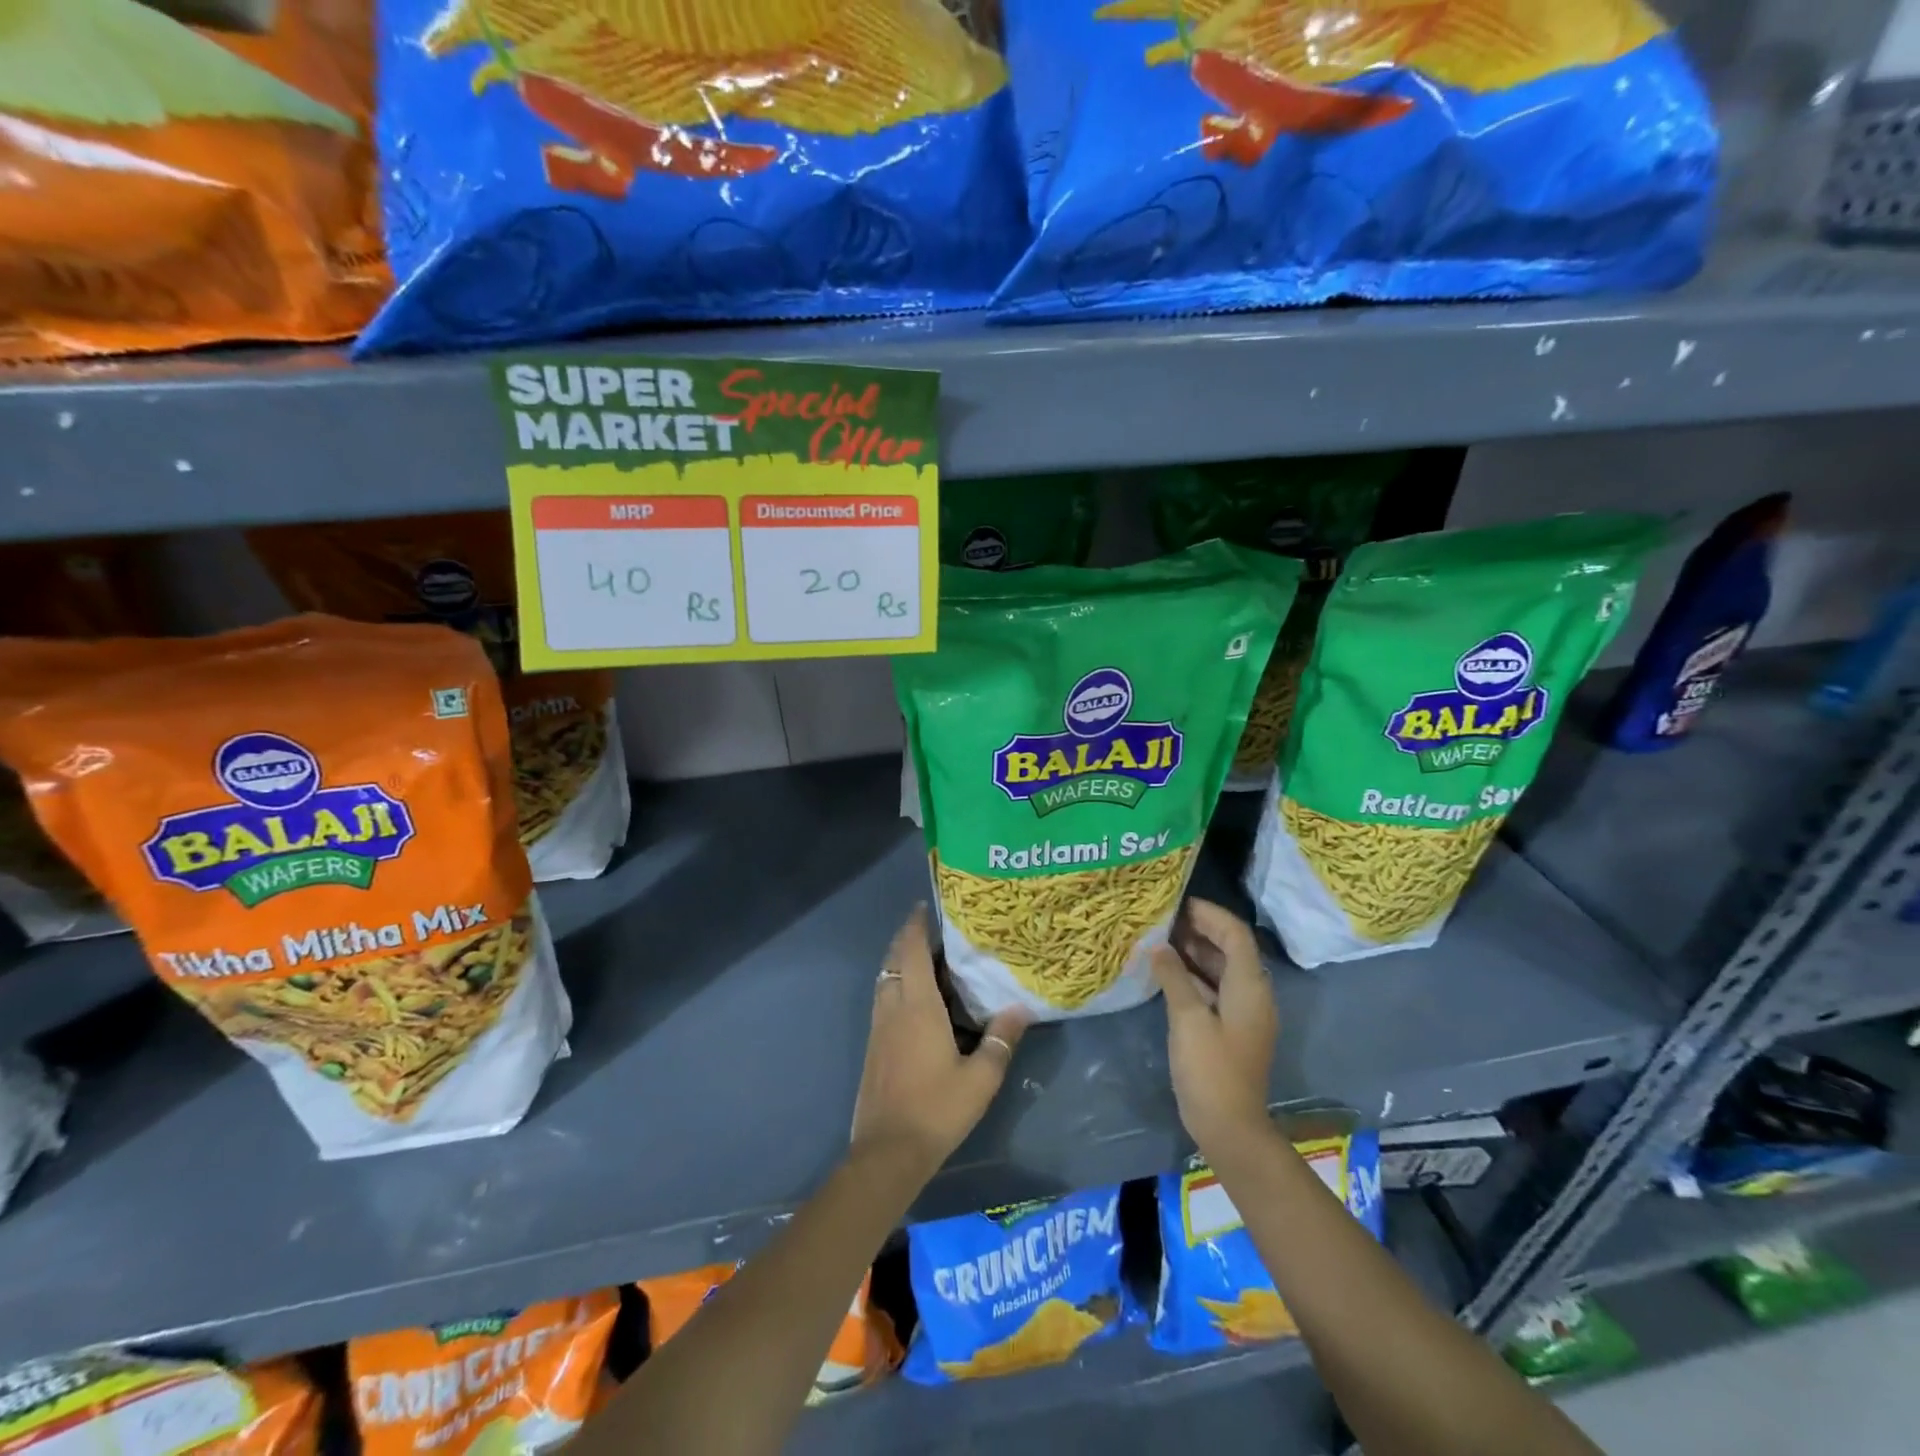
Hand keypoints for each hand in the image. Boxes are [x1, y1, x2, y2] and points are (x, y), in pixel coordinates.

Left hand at [850, 905, 1029, 1175]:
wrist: (888, 1152)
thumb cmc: (936, 1109)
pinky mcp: (874, 1048)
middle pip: (894, 960)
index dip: (916, 926)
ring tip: (926, 960)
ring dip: (900, 962)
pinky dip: (896, 985)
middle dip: (908, 938)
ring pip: (886, 980)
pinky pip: (884, 1000)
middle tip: (931, 929)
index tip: (924, 907)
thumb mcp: (980, 1078)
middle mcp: (893, 1008)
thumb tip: (1019, 1008)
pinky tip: (915, 1001)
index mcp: (917, 1007)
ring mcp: (879, 1028)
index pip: (912, 952)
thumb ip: (1000, 1040)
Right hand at [1152, 898, 1277, 1155]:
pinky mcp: (1230, 1029)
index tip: (1177, 904)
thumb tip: (1159, 947)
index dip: (1209, 914)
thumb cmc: (1211, 1069)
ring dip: (1193, 952)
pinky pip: (1213, 989)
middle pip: (1229, 948)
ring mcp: (1242, 1013)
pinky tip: (1164, 972)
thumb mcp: (1188, 1018)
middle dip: (1198, 930)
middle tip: (1161, 919)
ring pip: (1220, 969)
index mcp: (1249, 986)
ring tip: (1158, 939)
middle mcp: (1252, 994)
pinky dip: (1192, 976)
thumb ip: (1174, 976)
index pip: (1235, 934)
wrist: (1229, 1127)